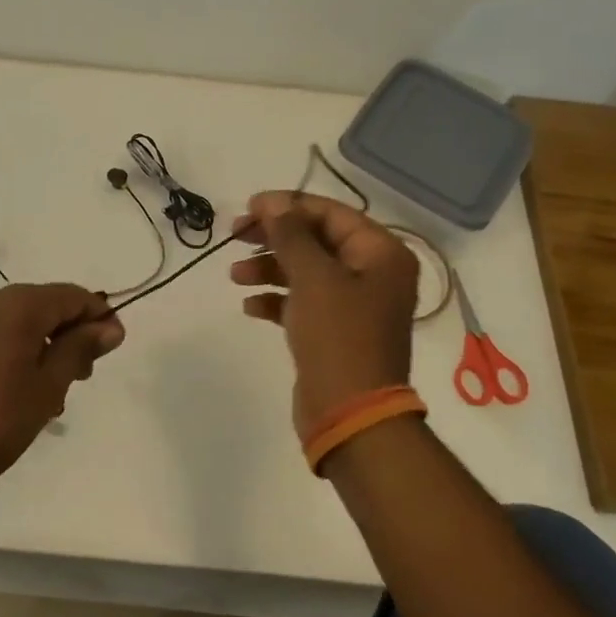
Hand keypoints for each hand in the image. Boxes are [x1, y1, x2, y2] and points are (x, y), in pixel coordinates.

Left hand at [0, 283, 124, 519]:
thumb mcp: (49, 385)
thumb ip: (81, 347)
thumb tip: (110, 326)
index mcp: (17, 304)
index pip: (73, 295)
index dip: (100, 317)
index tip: (114, 349)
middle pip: (47, 305)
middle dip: (73, 335)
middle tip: (83, 378)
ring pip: (24, 323)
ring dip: (48, 348)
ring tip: (55, 394)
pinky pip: (0, 335)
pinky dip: (22, 353)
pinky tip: (25, 392)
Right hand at [230, 191, 418, 435]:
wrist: (350, 413)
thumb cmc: (338, 337)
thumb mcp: (313, 278)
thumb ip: (291, 235)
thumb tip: (273, 203)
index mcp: (381, 254)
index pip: (331, 214)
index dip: (288, 206)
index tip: (247, 207)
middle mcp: (372, 274)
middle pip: (317, 240)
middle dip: (274, 237)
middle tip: (234, 235)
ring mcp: (354, 304)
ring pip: (306, 271)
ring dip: (269, 268)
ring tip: (234, 275)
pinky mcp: (334, 331)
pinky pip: (302, 302)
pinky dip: (276, 299)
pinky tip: (249, 306)